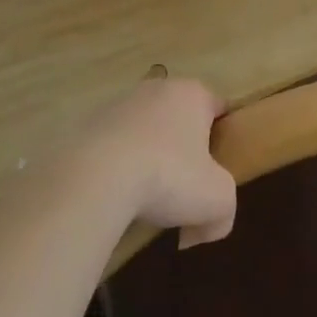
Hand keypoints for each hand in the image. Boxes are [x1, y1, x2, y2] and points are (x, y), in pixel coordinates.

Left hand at [82, 77, 236, 247]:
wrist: (97, 177)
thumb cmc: (168, 176)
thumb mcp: (217, 200)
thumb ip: (225, 213)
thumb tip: (206, 228)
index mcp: (194, 93)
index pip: (218, 109)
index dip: (222, 140)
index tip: (216, 172)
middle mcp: (159, 87)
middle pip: (180, 119)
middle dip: (184, 151)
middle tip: (183, 189)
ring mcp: (122, 102)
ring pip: (146, 130)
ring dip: (149, 157)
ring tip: (144, 197)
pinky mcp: (91, 122)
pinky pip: (115, 144)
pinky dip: (118, 165)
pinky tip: (115, 194)